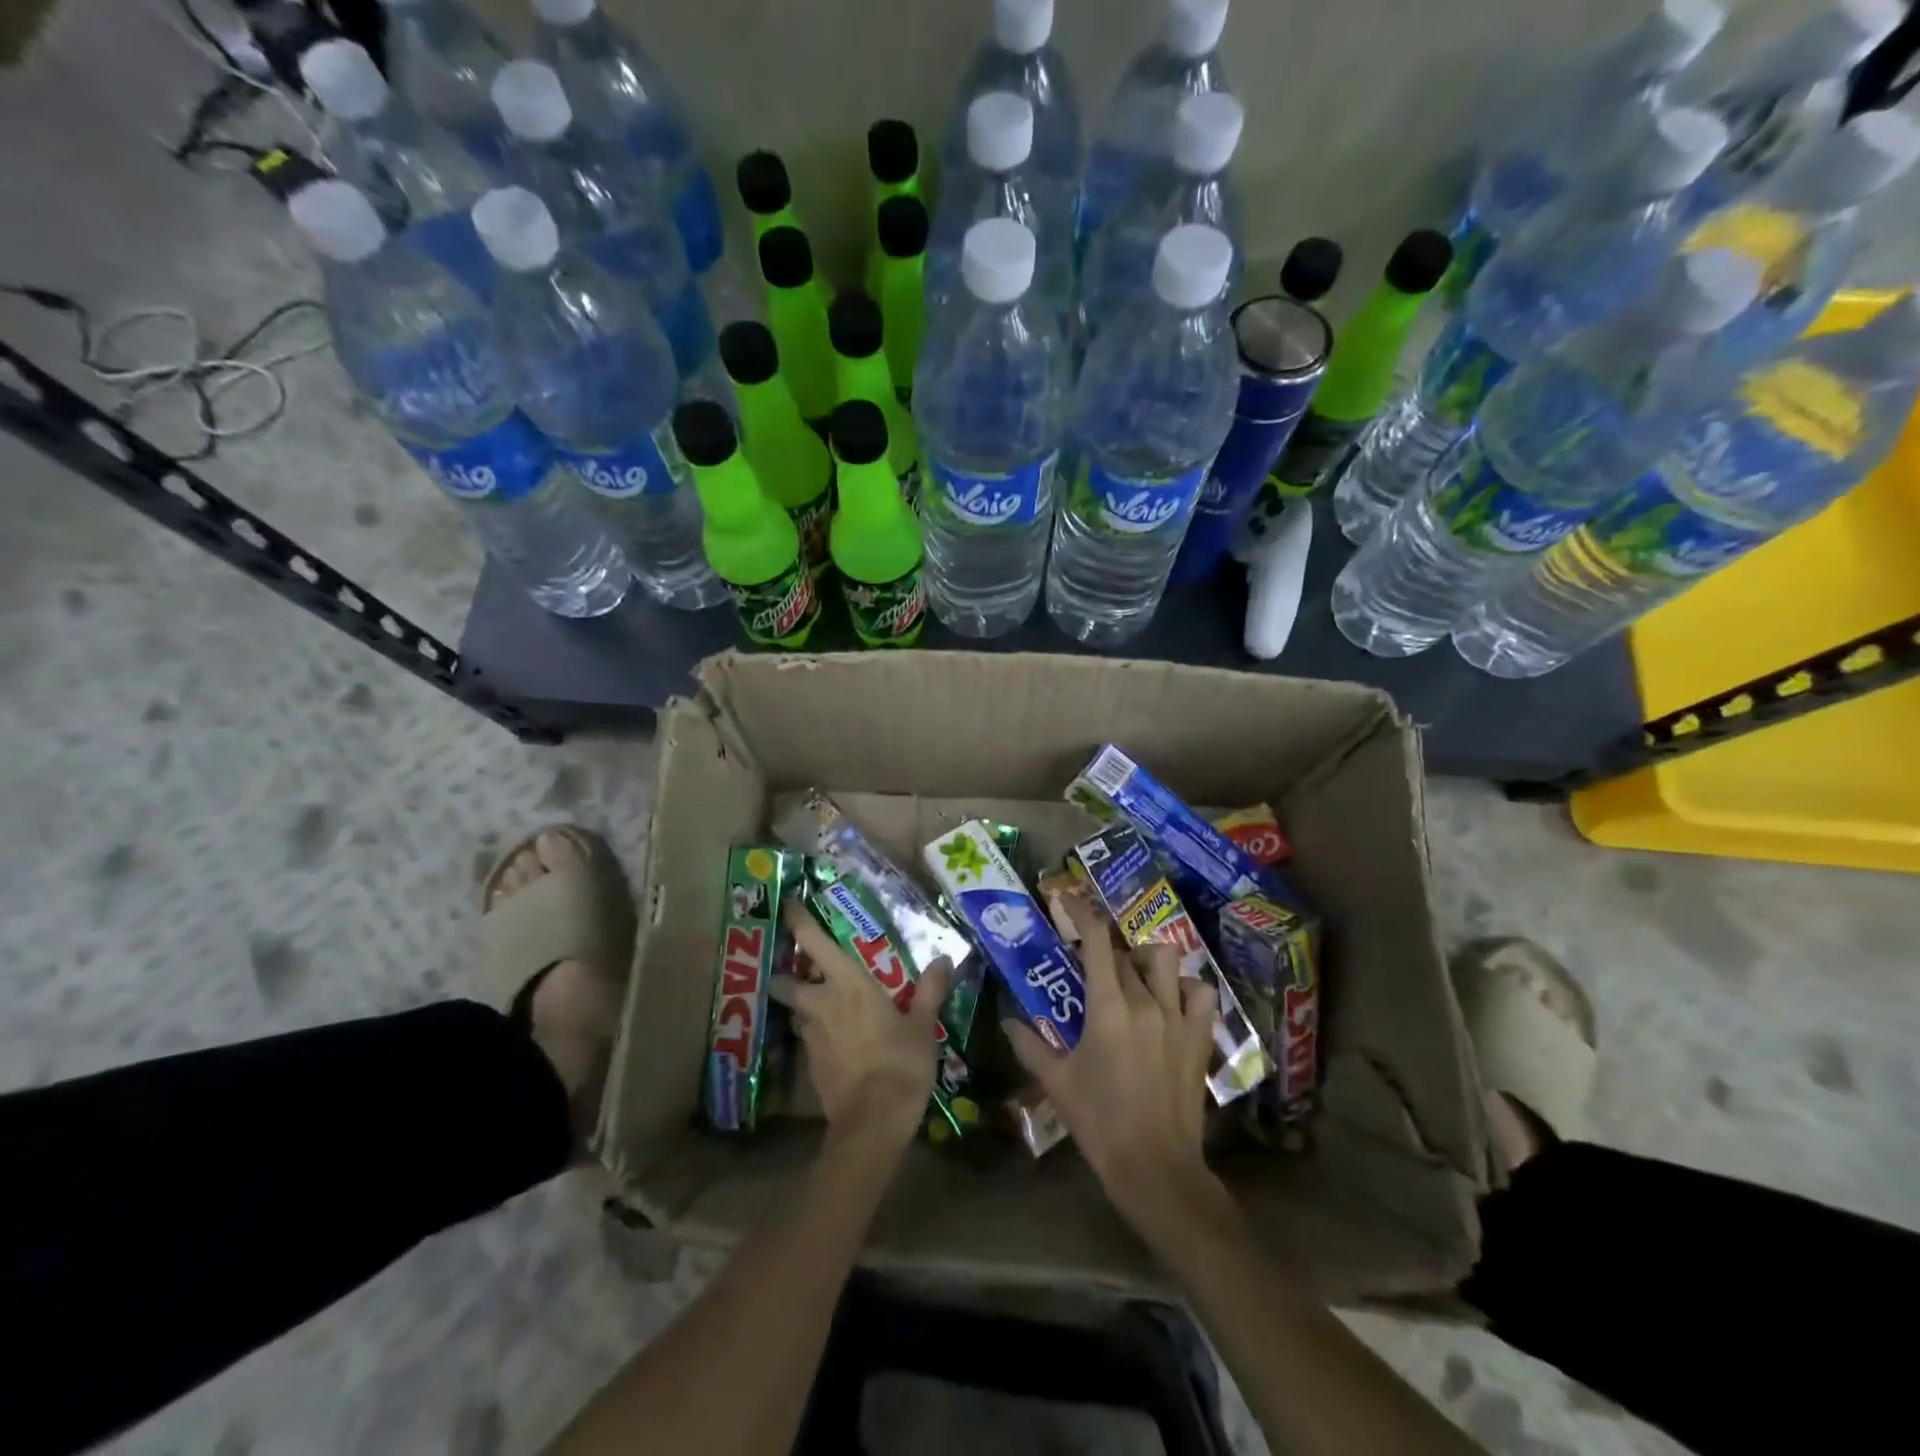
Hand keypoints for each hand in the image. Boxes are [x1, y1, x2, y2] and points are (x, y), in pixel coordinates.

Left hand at [771, 901, 951, 1152]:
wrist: (872, 1122)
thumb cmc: (900, 1062)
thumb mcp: (922, 1025)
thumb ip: (930, 989)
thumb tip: (943, 958)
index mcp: (847, 984)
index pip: (814, 942)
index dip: (799, 922)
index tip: (790, 905)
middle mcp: (820, 1003)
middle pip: (786, 982)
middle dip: (787, 976)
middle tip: (801, 971)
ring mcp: (810, 1036)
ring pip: (796, 1013)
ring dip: (802, 1007)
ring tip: (821, 1008)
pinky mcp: (809, 1065)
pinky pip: (807, 1040)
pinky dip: (815, 1036)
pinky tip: (834, 1043)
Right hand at [1005, 894, 1224, 1240]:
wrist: (1154, 1167)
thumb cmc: (1099, 1122)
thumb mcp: (1056, 1082)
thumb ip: (1029, 1045)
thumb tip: (1007, 1021)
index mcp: (1107, 1008)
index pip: (1096, 941)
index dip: (1082, 911)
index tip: (1067, 898)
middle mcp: (1145, 1001)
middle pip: (1124, 953)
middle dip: (1103, 951)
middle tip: (1088, 964)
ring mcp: (1177, 1017)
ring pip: (1165, 961)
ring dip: (1146, 962)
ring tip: (1132, 978)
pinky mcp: (1200, 1037)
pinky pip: (1201, 993)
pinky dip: (1186, 988)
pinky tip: (1171, 1001)